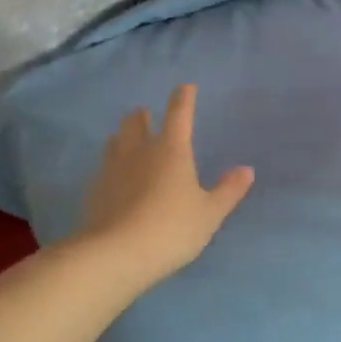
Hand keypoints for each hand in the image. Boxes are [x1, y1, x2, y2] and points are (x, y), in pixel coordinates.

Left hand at [75, 84, 254, 286]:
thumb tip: (246, 170)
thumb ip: (228, 191)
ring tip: (126, 139)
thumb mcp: (209, 214)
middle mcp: (139, 152)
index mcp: (171, 150)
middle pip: (136, 122)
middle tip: (146, 114)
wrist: (116, 254)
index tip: (185, 87)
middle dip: (142, 115)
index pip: (178, 114)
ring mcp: (112, 170)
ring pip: (115, 141)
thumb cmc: (171, 229)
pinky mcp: (94, 191)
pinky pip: (103, 169)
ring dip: (123, 136)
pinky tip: (112, 178)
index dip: (183, 98)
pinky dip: (110, 166)